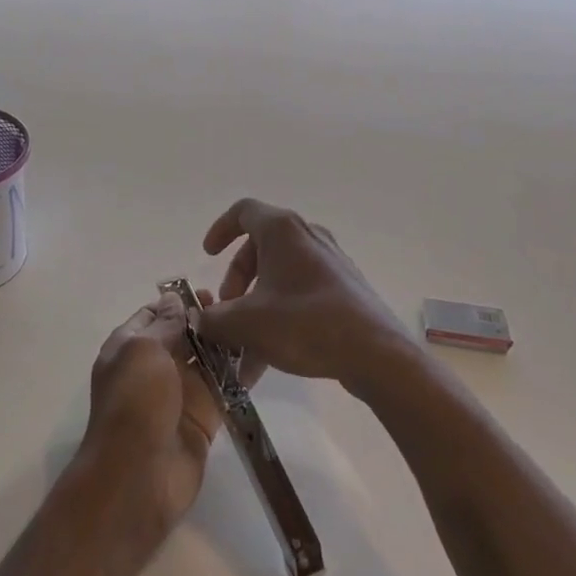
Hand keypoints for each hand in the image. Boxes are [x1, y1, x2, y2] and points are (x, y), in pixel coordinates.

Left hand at [80, 290, 244, 554]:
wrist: (138, 476)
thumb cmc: (135, 402)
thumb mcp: (143, 350)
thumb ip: (164, 323)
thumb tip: (175, 299)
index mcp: (130, 347)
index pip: (154, 314)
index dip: (178, 301)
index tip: (210, 291)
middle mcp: (154, 367)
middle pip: (184, 335)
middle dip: (208, 319)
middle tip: (240, 306)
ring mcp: (180, 392)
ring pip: (208, 359)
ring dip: (227, 343)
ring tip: (257, 324)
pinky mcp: (204, 416)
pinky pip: (225, 387)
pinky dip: (240, 373)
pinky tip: (263, 354)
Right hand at [198, 198, 406, 392]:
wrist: (375, 353)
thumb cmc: (304, 323)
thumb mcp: (247, 323)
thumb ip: (214, 319)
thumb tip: (200, 319)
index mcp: (282, 231)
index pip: (243, 211)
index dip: (220, 229)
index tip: (207, 256)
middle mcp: (307, 237)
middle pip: (258, 250)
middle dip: (236, 284)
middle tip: (226, 314)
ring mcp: (329, 264)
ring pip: (278, 279)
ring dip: (253, 311)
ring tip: (241, 355)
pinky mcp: (343, 290)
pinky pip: (299, 296)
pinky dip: (277, 320)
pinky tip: (265, 363)